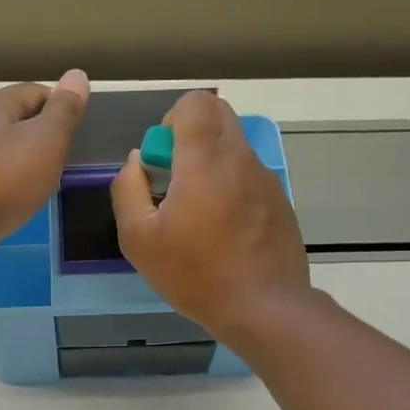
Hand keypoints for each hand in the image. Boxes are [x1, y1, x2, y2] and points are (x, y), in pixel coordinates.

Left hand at [0, 71, 89, 274]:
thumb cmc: (3, 178)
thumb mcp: (46, 140)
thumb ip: (64, 111)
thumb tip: (77, 75)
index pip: (37, 92)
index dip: (61, 109)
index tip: (78, 135)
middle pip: (17, 120)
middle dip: (42, 137)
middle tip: (64, 162)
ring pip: (3, 150)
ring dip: (24, 162)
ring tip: (44, 184)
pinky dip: (8, 184)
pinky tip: (17, 200)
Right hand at [110, 91, 312, 340]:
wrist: (264, 308)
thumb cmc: (196, 275)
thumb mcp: (139, 240)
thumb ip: (128, 190)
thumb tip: (136, 162)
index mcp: (205, 160)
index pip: (196, 102)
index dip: (173, 118)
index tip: (162, 157)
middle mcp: (241, 159)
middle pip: (219, 116)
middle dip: (191, 135)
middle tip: (175, 180)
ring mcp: (266, 180)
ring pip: (235, 149)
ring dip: (211, 165)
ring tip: (197, 216)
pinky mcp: (280, 203)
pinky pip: (249, 178)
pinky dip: (231, 190)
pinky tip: (223, 235)